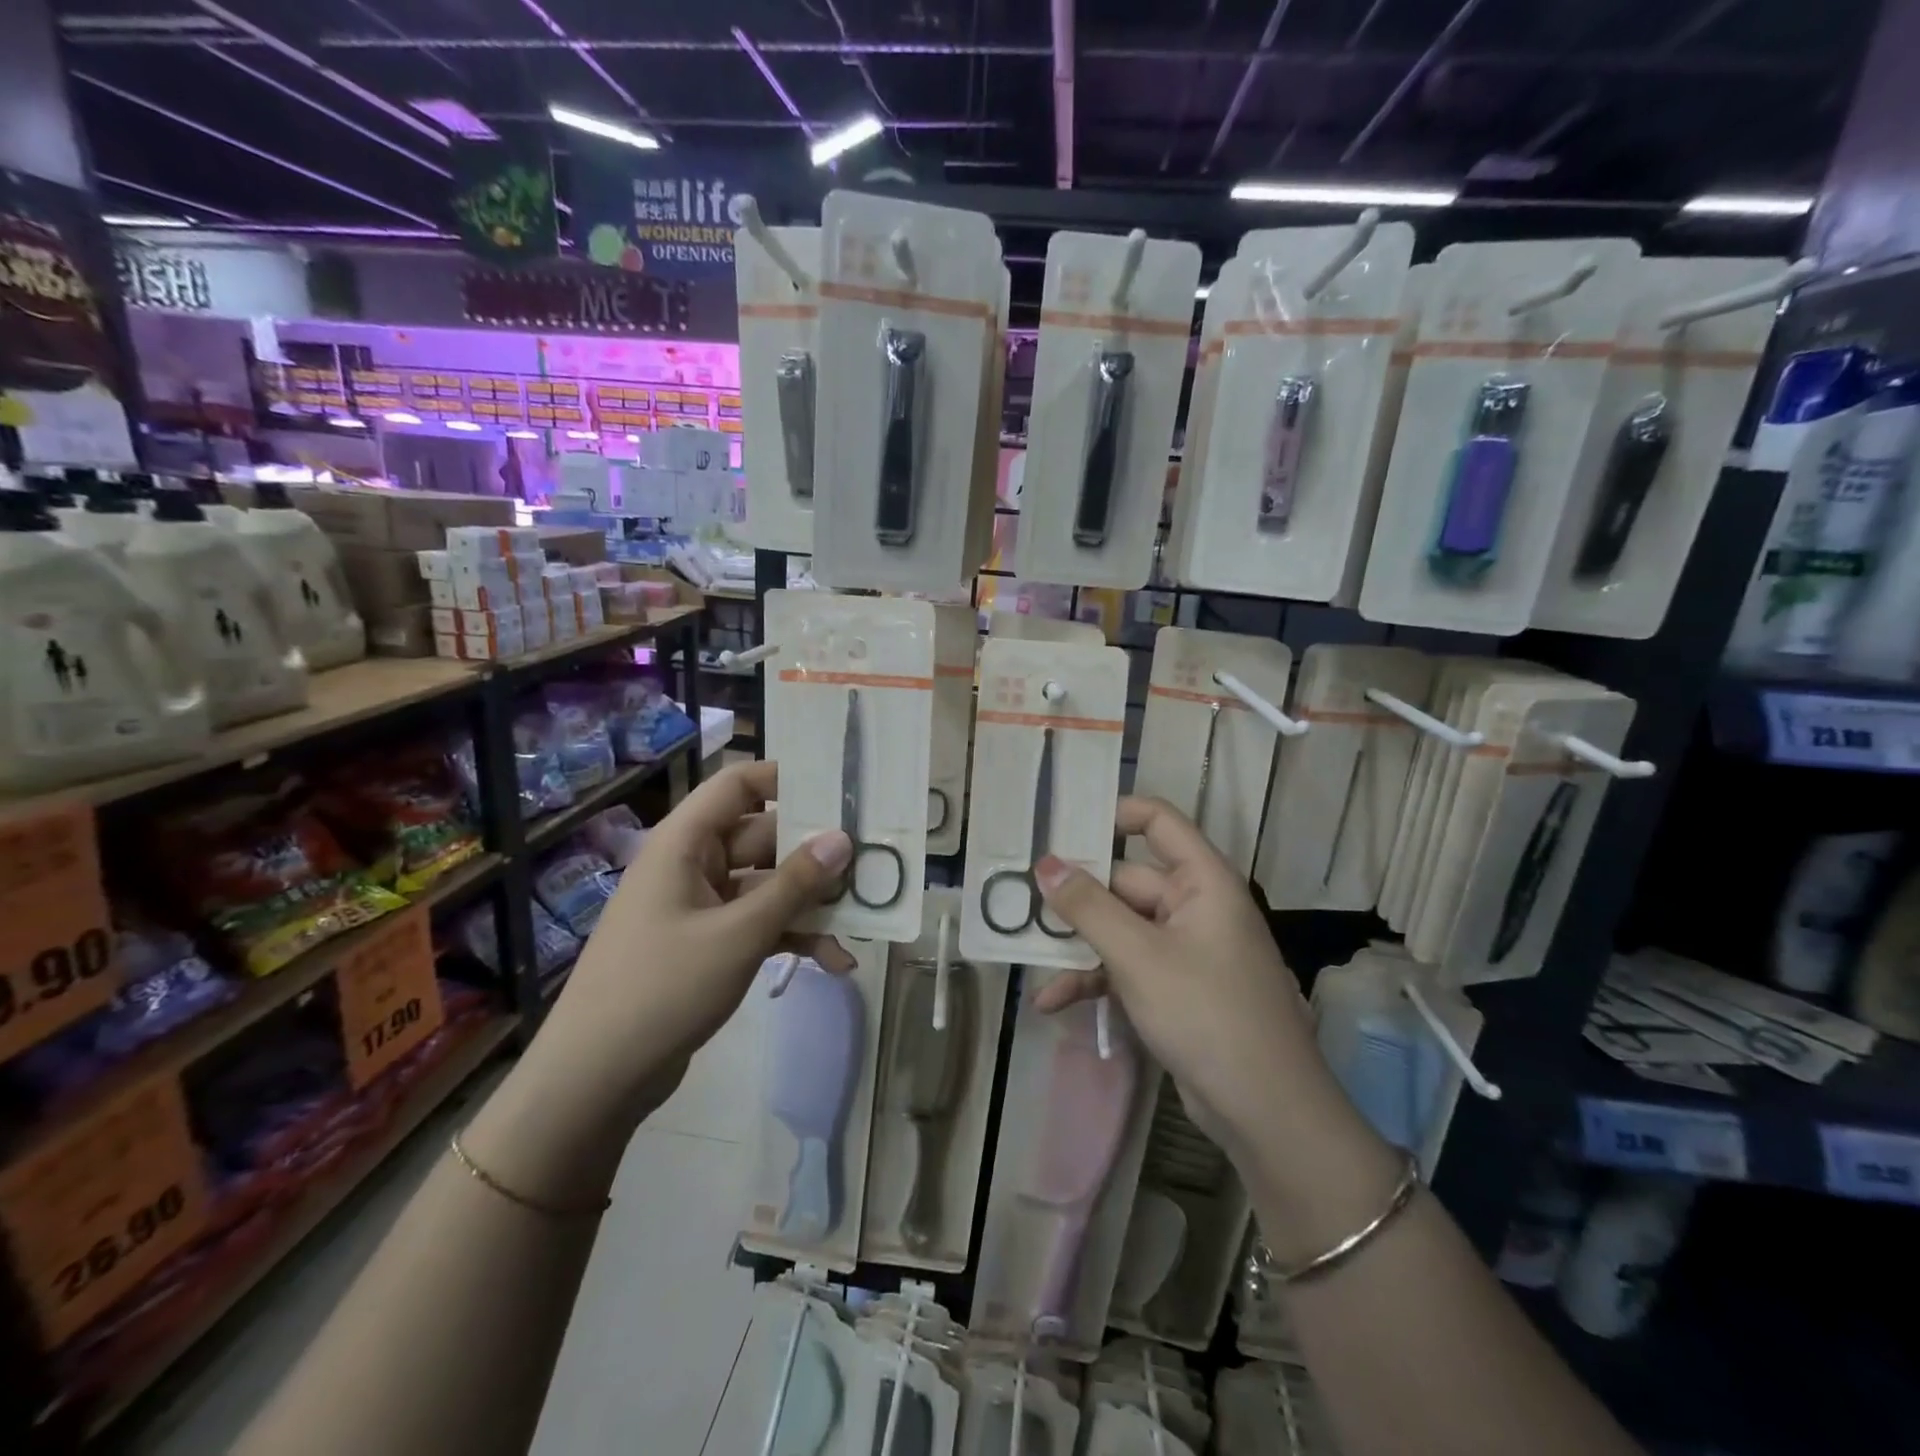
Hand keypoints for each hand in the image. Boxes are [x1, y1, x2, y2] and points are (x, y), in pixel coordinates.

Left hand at [542, 760, 852, 1124]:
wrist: (596, 1079)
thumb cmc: (663, 988)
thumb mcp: (739, 933)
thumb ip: (795, 884)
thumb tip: (842, 838)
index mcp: (686, 843)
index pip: (739, 785)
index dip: (787, 779)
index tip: (840, 789)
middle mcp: (693, 864)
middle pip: (764, 838)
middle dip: (815, 854)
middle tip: (871, 862)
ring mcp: (700, 907)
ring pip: (767, 886)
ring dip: (810, 904)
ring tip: (862, 919)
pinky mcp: (708, 944)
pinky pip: (759, 924)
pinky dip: (793, 938)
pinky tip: (835, 962)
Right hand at [1031, 796, 1342, 1160]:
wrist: (1265, 1111)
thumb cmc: (1206, 1013)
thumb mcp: (1138, 956)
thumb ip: (1088, 907)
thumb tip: (1045, 863)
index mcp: (1201, 881)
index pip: (1157, 821)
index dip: (1112, 813)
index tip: (1060, 825)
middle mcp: (1194, 905)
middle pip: (1125, 881)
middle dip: (1076, 896)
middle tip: (1019, 898)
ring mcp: (1184, 949)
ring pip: (1119, 928)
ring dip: (1077, 944)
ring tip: (1026, 952)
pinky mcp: (1174, 988)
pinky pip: (1126, 967)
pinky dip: (1093, 979)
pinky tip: (1052, 1000)